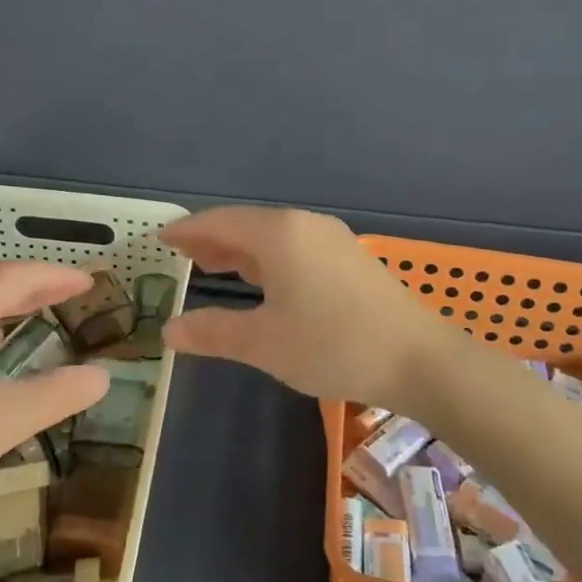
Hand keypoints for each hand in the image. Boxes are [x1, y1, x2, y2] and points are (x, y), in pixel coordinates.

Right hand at [161, 207, 455, 411]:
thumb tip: (168, 329)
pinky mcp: (349, 258)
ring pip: (273, 237)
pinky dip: (267, 259)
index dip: (188, 229)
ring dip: (241, 250)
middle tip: (182, 255)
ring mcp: (331, 239)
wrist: (419, 359)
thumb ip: (212, 332)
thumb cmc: (333, 345)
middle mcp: (304, 225)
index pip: (220, 222)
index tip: (162, 237)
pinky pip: (295, 247)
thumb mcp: (264, 343)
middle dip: (212, 240)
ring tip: (213, 267)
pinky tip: (263, 281)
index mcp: (279, 234)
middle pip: (247, 225)